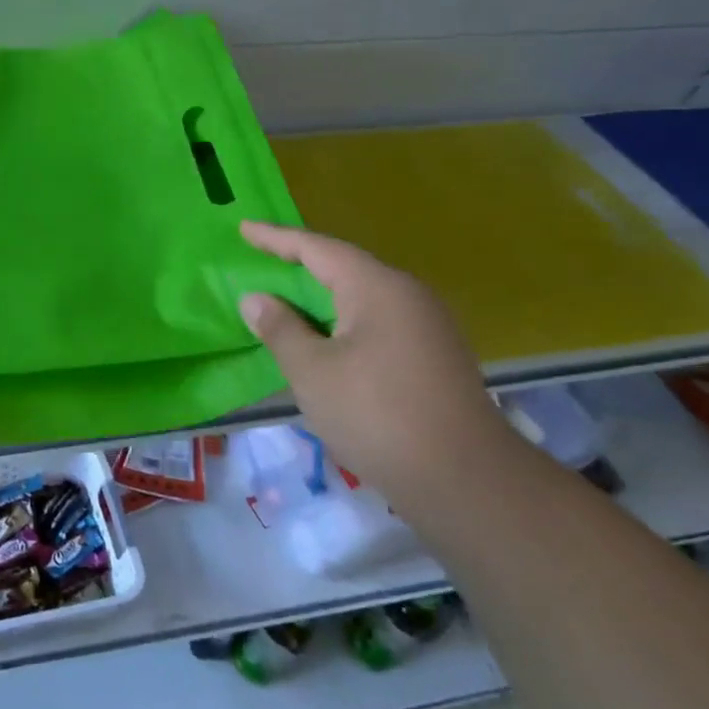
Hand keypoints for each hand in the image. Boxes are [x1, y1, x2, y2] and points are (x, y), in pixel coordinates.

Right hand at [237, 221, 513, 499]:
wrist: (465, 480)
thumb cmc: (376, 415)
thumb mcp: (312, 371)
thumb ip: (280, 329)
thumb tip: (256, 298)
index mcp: (377, 288)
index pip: (318, 249)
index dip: (277, 238)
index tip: (244, 228)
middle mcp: (408, 295)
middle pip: (345, 267)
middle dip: (301, 264)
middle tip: (263, 259)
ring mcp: (428, 325)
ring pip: (363, 296)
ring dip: (323, 296)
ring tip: (288, 299)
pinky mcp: (435, 355)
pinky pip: (379, 320)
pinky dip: (344, 320)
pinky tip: (327, 339)